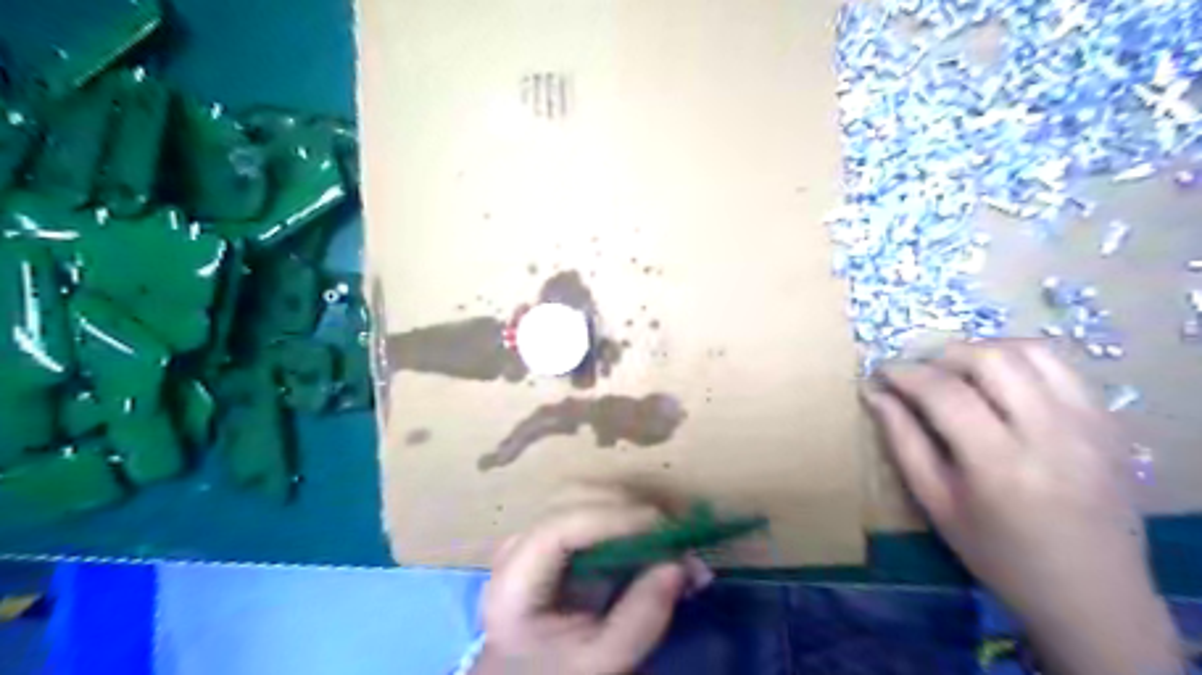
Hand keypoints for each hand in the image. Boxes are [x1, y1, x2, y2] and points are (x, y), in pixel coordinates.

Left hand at [469, 490, 694, 674]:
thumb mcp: (601, 663)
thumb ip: (640, 618)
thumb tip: (681, 565)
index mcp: (515, 583)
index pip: (558, 529)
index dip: (612, 518)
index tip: (661, 527)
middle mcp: (516, 546)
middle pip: (572, 501)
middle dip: (627, 509)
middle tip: (675, 535)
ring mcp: (531, 534)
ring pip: (582, 496)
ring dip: (629, 510)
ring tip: (668, 538)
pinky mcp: (548, 535)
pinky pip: (588, 509)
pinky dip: (623, 518)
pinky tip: (650, 537)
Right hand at [863, 342, 1179, 673]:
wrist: (1091, 592)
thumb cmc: (998, 554)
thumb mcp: (936, 504)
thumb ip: (903, 442)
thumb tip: (874, 394)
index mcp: (999, 463)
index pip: (943, 391)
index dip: (904, 373)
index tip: (880, 372)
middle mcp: (1050, 433)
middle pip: (988, 358)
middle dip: (941, 356)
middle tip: (920, 375)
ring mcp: (1088, 423)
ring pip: (1028, 351)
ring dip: (982, 351)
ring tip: (958, 374)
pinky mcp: (1109, 421)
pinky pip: (1061, 366)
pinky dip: (1021, 360)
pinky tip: (1001, 383)